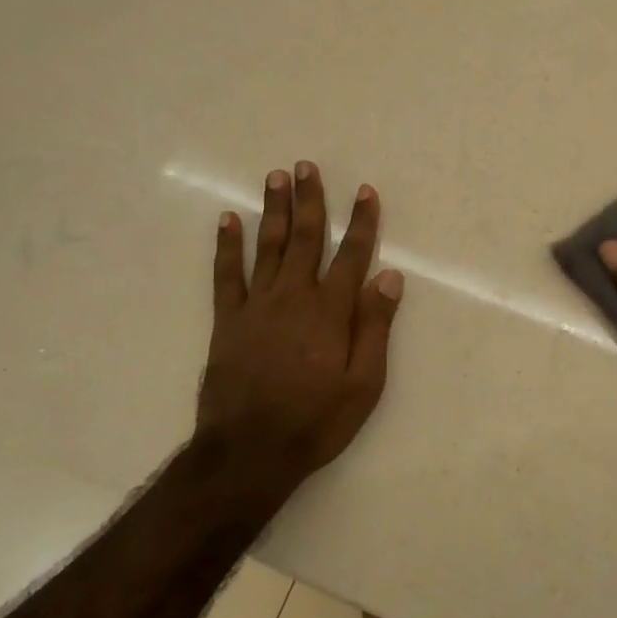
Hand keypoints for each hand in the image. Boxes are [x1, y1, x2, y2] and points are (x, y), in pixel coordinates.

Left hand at [198, 162, 403, 491]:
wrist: (250, 451)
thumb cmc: (316, 421)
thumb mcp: (364, 383)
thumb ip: (375, 327)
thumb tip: (390, 277)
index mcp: (331, 311)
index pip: (352, 255)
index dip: (361, 222)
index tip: (365, 192)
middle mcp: (294, 297)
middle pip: (304, 238)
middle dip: (309, 200)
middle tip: (306, 166)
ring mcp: (257, 306)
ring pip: (267, 246)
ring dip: (272, 210)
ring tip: (275, 177)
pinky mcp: (228, 321)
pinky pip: (226, 275)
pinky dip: (227, 246)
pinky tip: (228, 221)